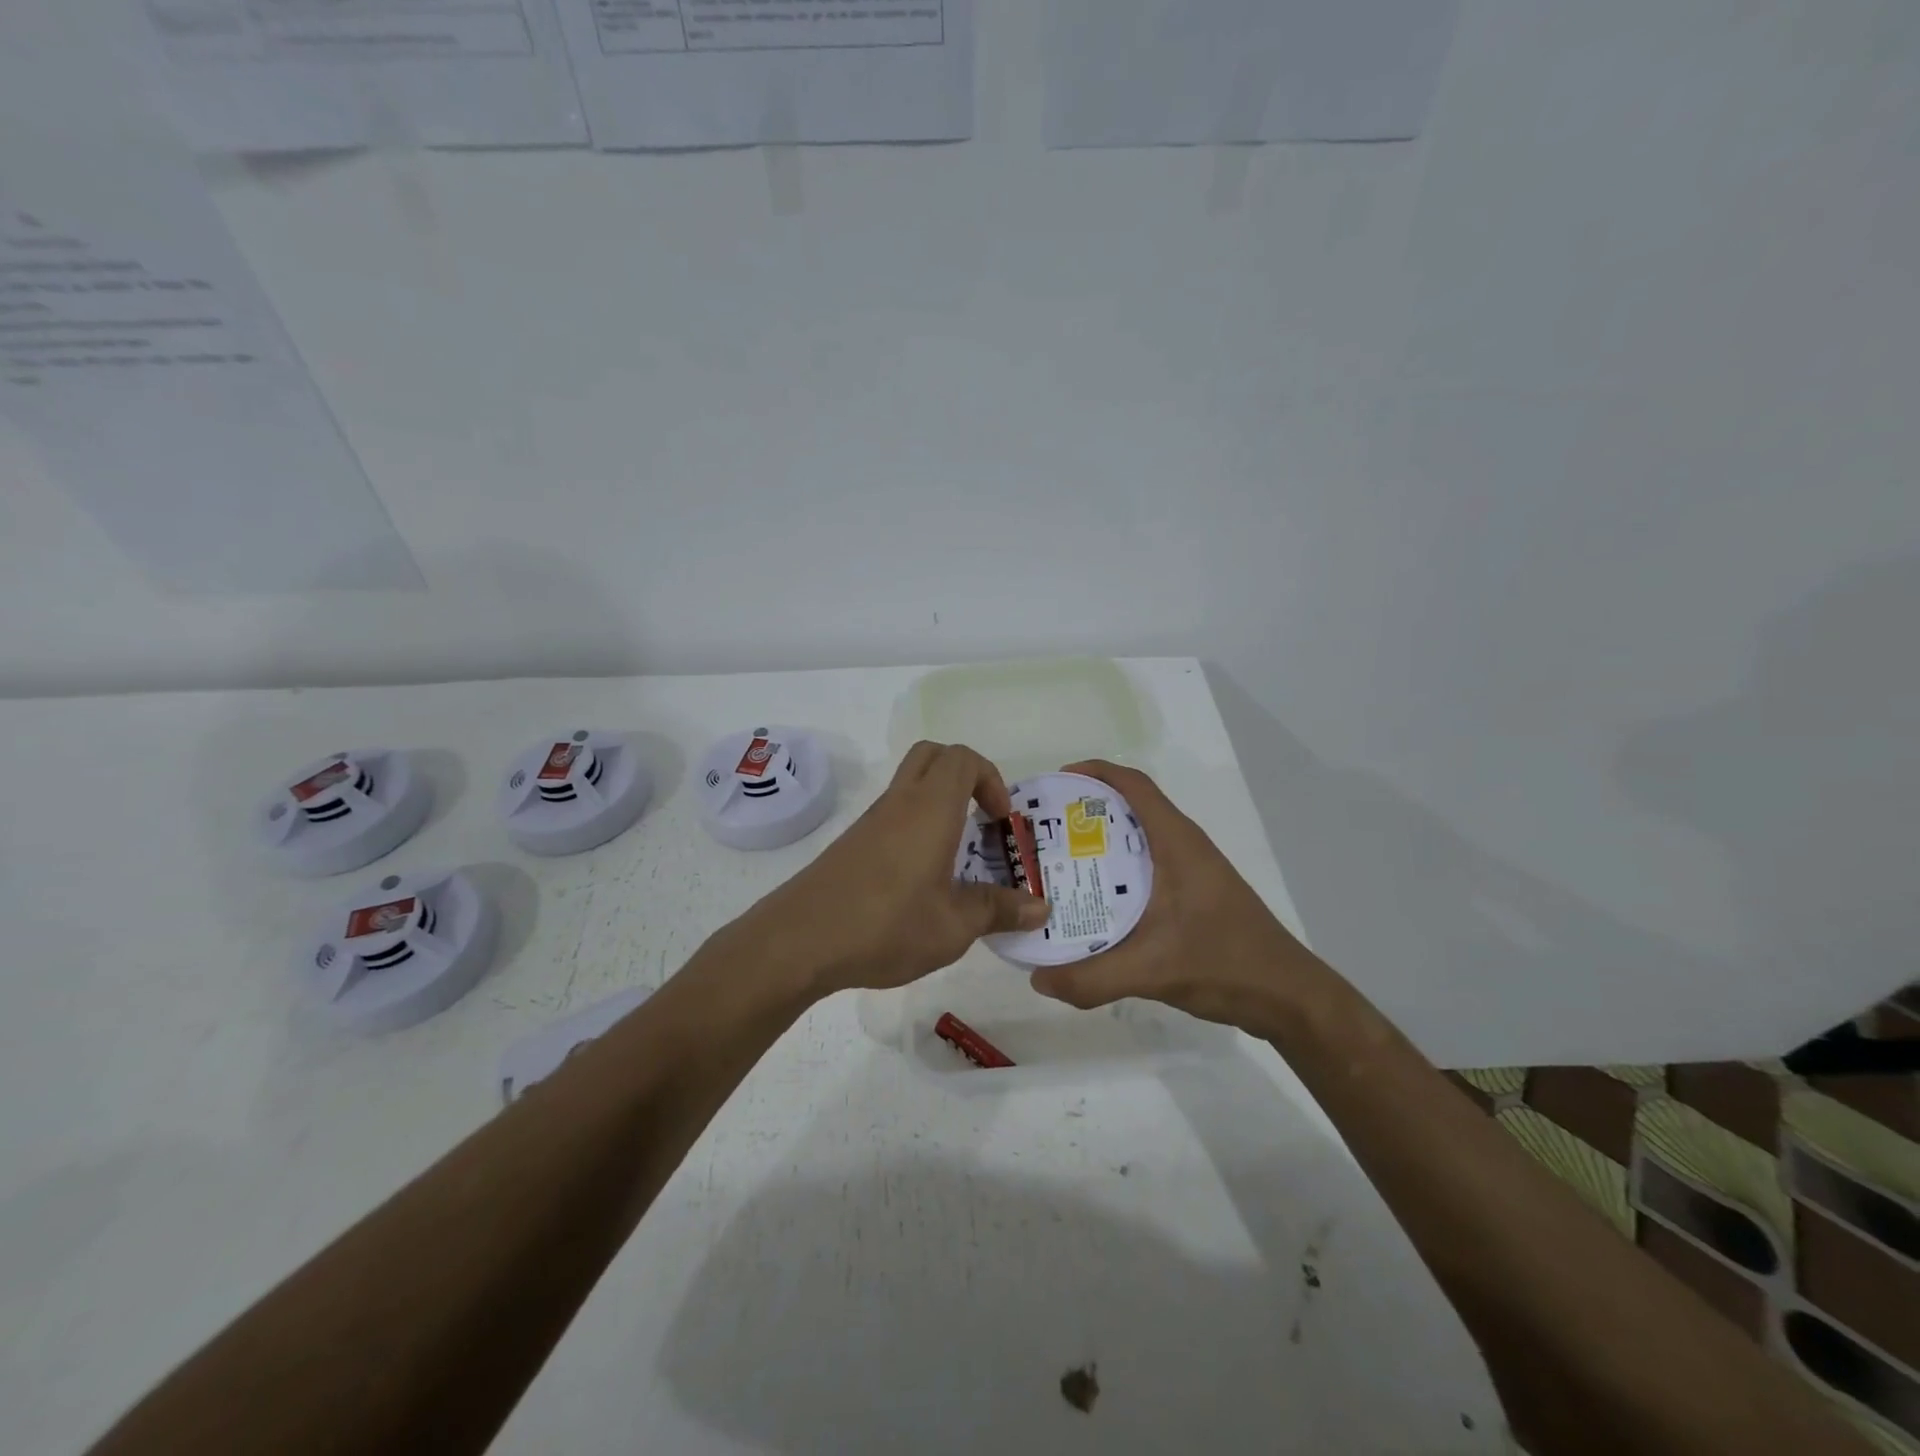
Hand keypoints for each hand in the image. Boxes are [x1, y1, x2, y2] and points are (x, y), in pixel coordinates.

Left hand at [735, 741, 1051, 997]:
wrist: (798, 941)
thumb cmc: (885, 926)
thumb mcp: (953, 927)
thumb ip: (998, 911)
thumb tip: (1041, 907)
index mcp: (930, 809)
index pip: (963, 758)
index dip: (991, 779)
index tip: (1000, 820)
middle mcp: (899, 803)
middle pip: (933, 756)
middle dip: (965, 776)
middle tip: (981, 820)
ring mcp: (871, 821)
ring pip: (910, 784)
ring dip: (939, 803)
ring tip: (958, 856)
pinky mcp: (852, 843)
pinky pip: (892, 814)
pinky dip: (916, 825)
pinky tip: (921, 878)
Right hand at [1027, 760, 1315, 1038]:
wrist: (1289, 998)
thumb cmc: (1225, 964)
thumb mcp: (1152, 971)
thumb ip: (1091, 978)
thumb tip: (1036, 978)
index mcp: (1177, 843)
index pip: (1134, 785)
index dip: (1094, 773)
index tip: (1054, 783)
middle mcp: (1184, 847)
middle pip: (1129, 809)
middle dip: (1084, 812)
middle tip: (1042, 833)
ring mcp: (1192, 872)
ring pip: (1137, 841)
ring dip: (1099, 844)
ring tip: (1056, 865)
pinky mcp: (1194, 896)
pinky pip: (1146, 869)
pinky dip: (1115, 873)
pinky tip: (1092, 903)